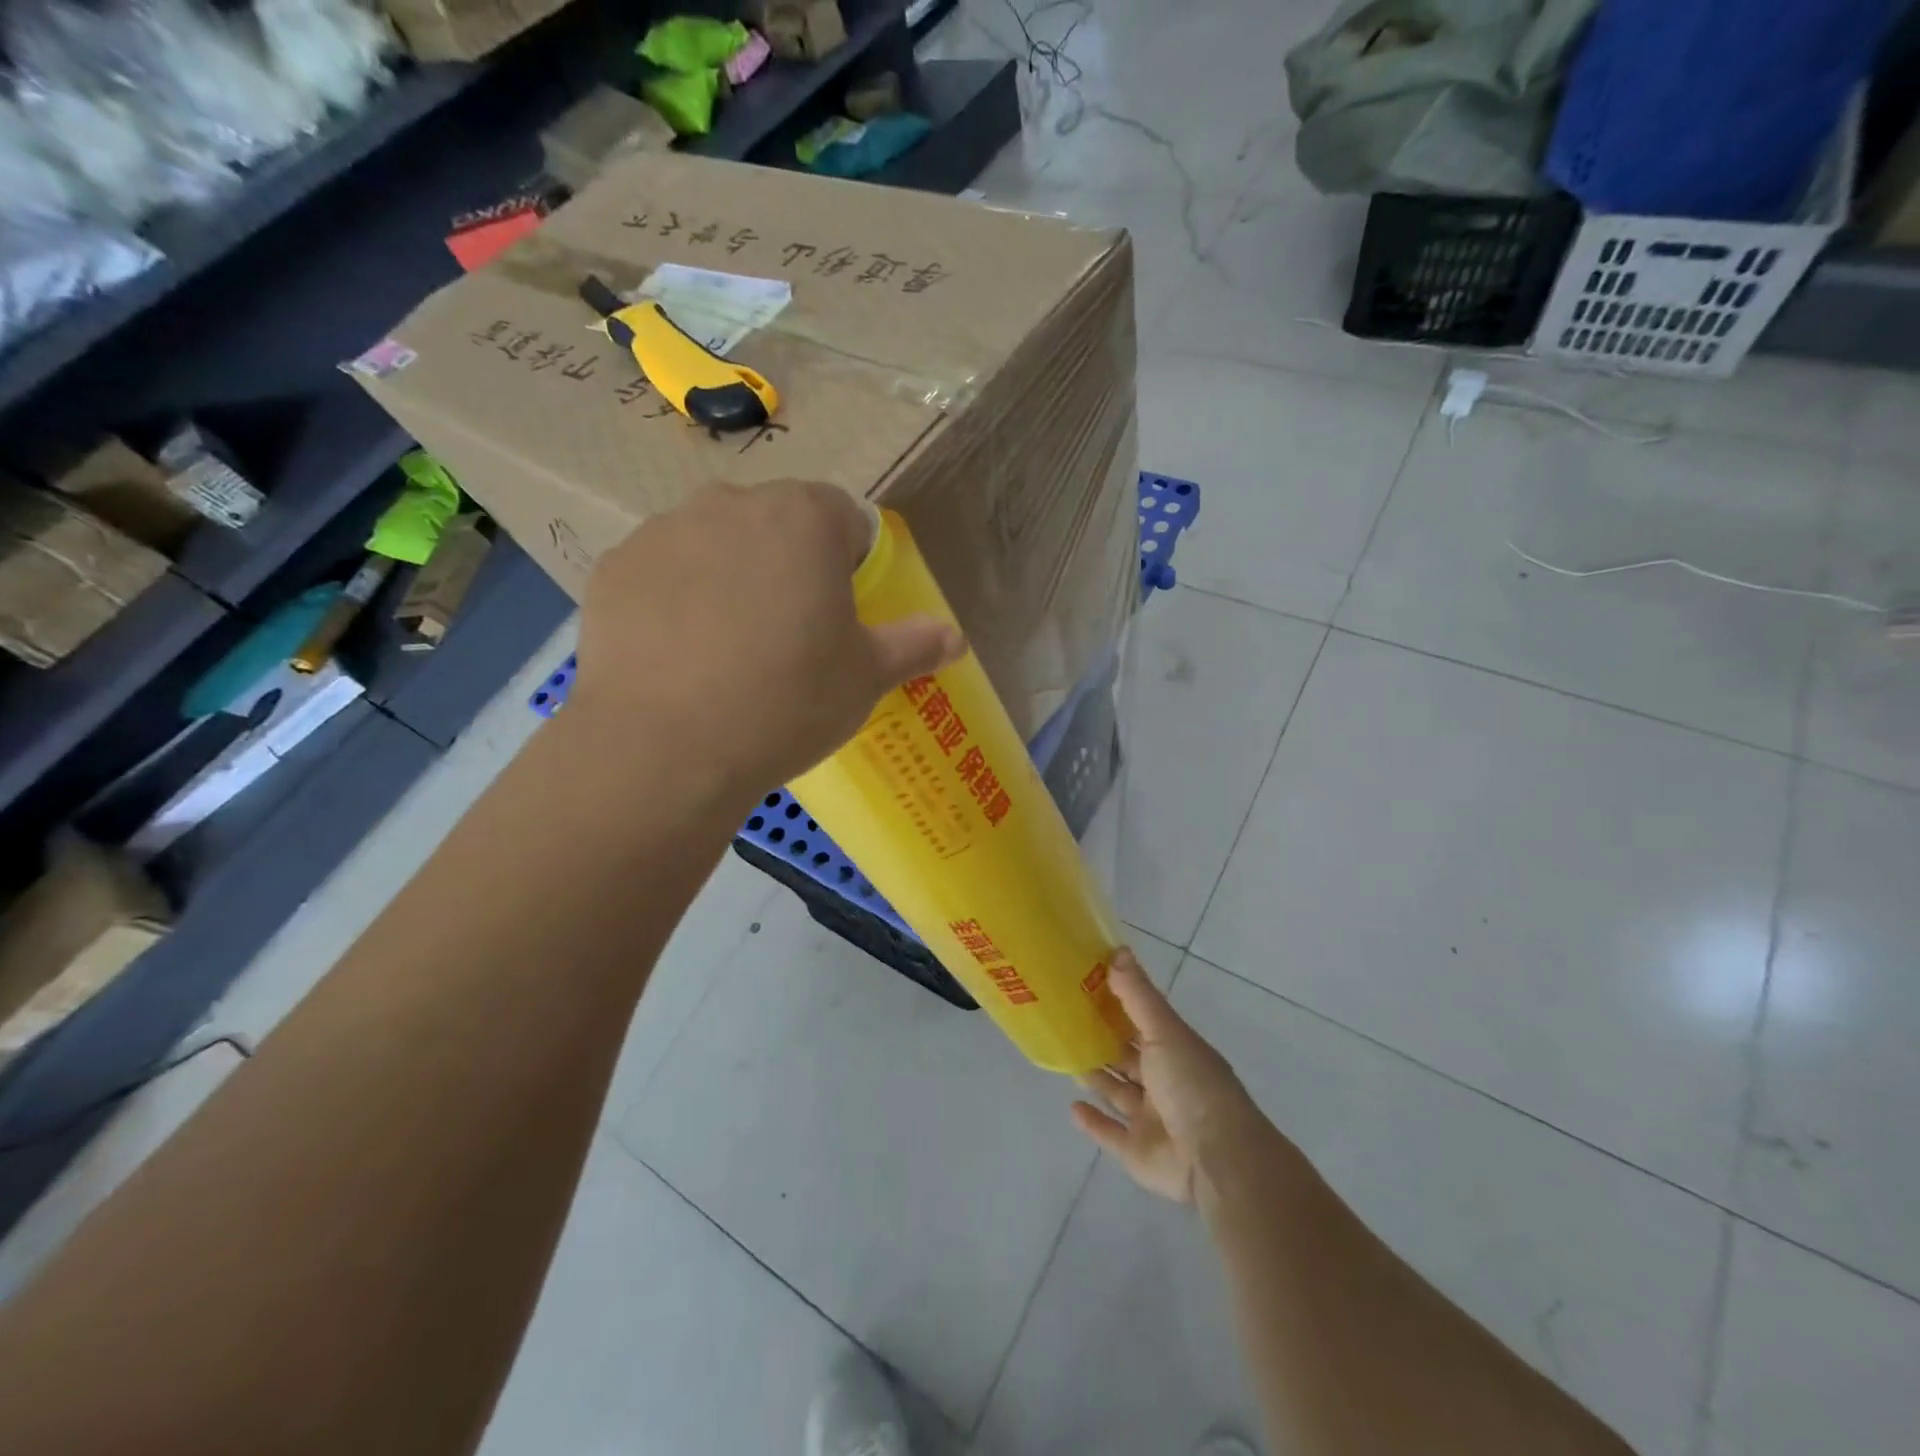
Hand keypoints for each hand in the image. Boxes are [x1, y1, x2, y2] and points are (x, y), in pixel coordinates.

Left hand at [569, 481, 962, 800]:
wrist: (666, 748)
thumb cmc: (787, 701)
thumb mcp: (866, 677)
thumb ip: (914, 645)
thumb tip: (954, 637)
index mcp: (804, 518)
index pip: (844, 517)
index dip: (851, 563)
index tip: (843, 613)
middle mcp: (731, 504)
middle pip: (776, 523)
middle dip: (789, 564)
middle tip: (790, 634)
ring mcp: (664, 532)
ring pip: (715, 544)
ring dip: (731, 577)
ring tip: (729, 649)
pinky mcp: (613, 568)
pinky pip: (662, 573)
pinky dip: (676, 600)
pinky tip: (679, 657)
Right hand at [1071, 951, 1268, 1204]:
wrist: (1217, 1158)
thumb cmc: (1192, 1084)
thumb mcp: (1165, 1031)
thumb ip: (1138, 995)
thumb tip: (1118, 950)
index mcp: (1175, 1051)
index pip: (1142, 1022)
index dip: (1117, 1004)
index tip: (1085, 985)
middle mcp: (1164, 1082)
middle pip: (1128, 1057)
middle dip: (1103, 1041)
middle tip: (1066, 1019)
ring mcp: (1151, 1119)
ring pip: (1117, 1092)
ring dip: (1096, 1076)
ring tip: (1065, 1056)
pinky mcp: (1138, 1152)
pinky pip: (1111, 1134)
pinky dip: (1093, 1122)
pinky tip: (1072, 1107)